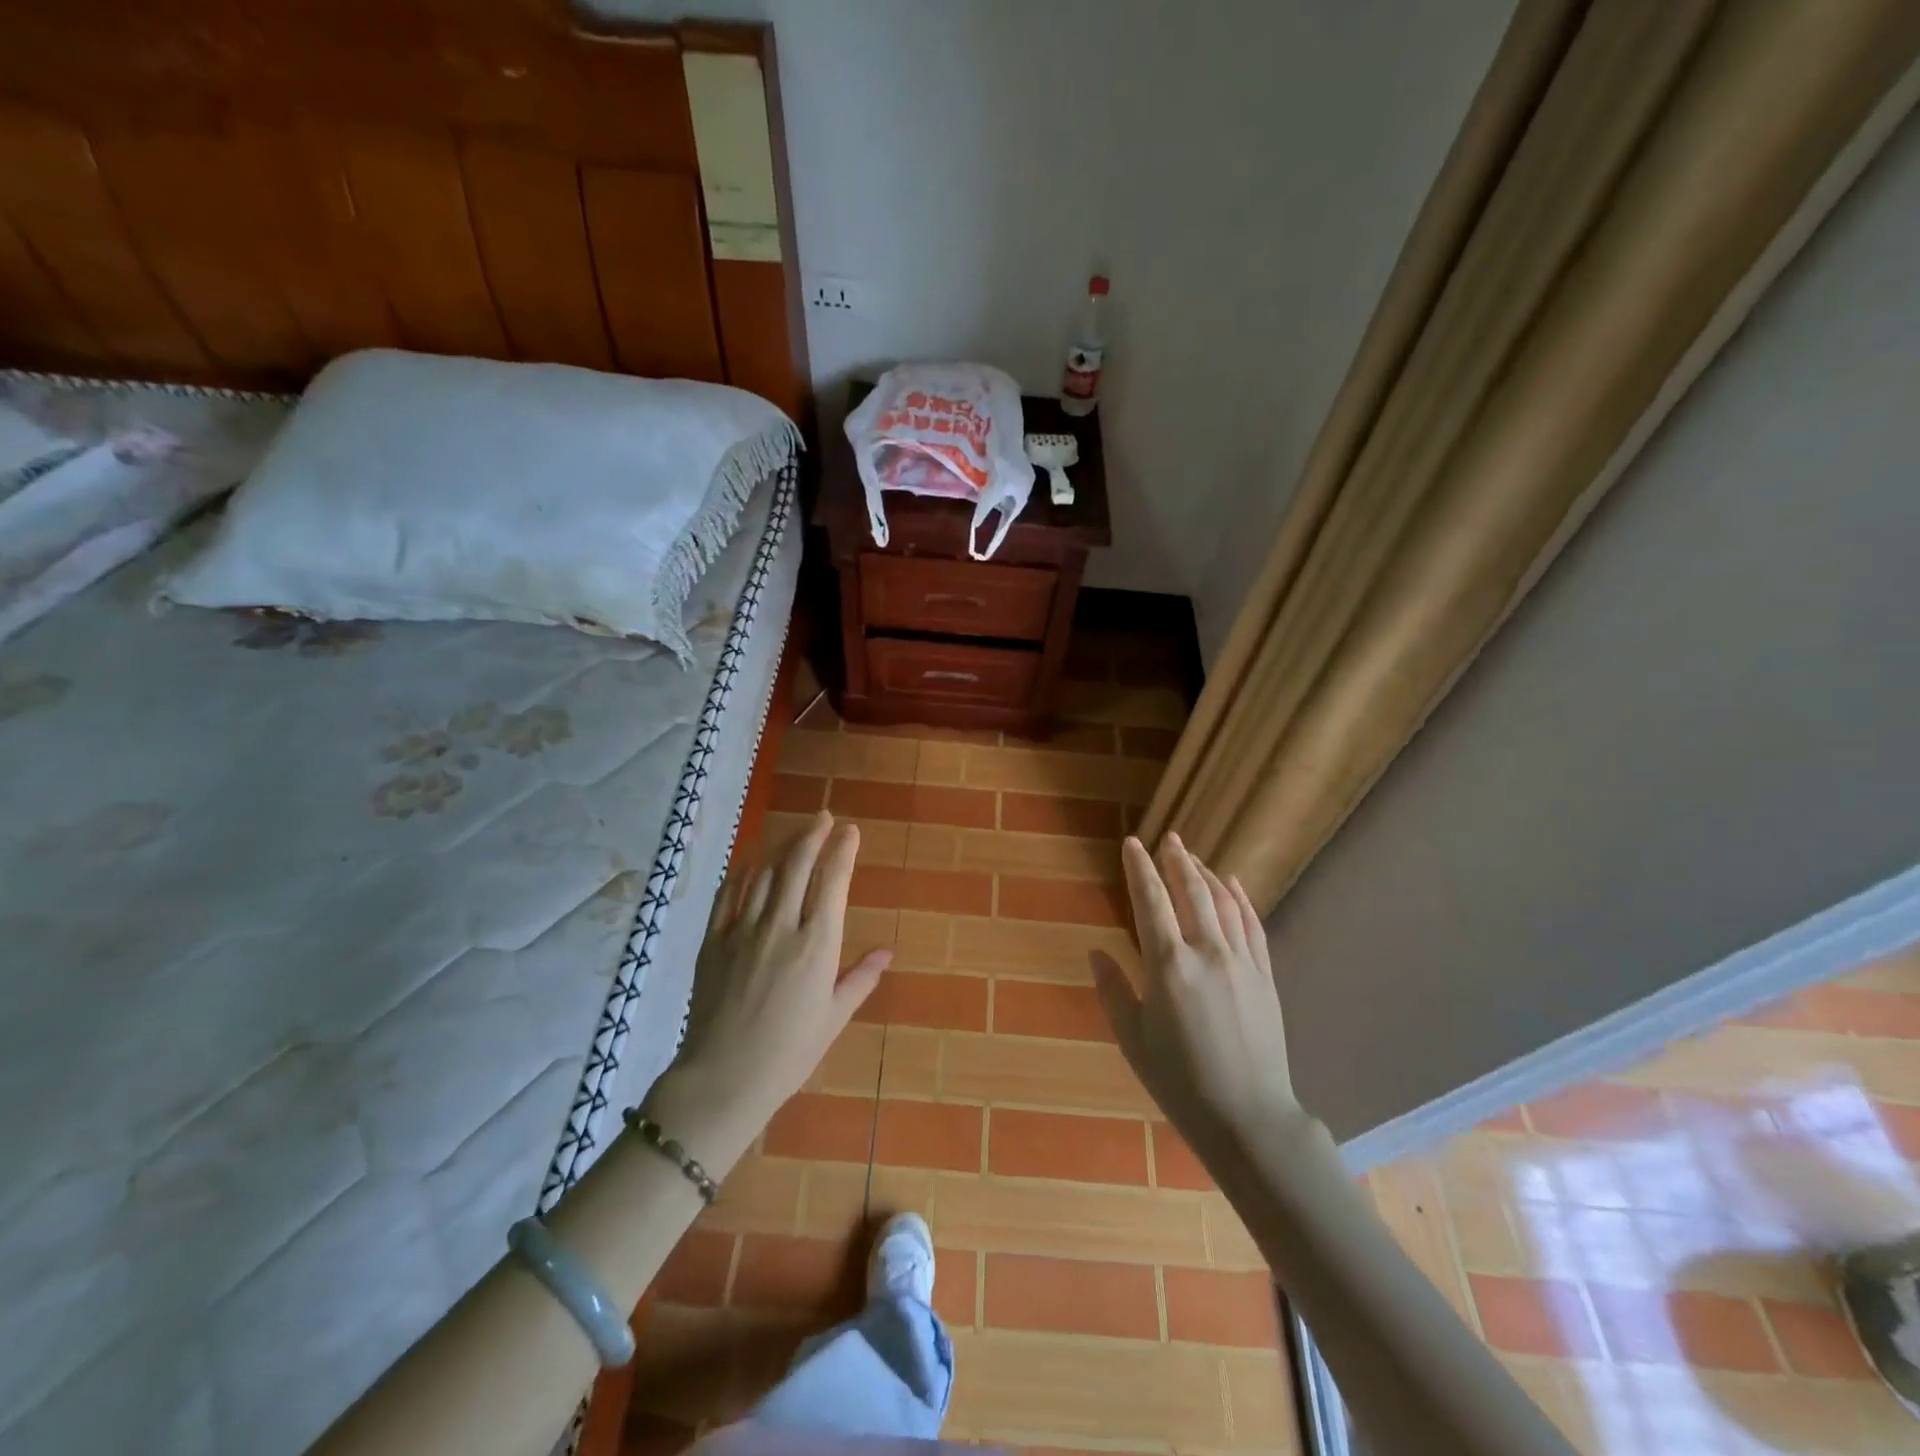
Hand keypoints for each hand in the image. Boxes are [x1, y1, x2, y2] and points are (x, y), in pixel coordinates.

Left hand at [648, 812, 887, 1172]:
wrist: (723, 1078)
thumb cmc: (789, 1053)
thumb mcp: (833, 1017)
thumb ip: (860, 978)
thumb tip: (886, 952)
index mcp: (817, 945)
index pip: (832, 882)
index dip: (843, 850)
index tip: (850, 831)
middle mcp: (781, 927)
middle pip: (797, 865)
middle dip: (813, 835)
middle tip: (824, 817)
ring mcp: (742, 930)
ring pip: (764, 873)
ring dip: (782, 848)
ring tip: (795, 836)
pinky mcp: (713, 940)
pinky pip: (728, 894)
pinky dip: (742, 872)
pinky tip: (751, 863)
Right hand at [1092, 834, 1303, 1161]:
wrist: (1249, 1118)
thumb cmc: (1180, 1082)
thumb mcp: (1133, 1039)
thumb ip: (1113, 990)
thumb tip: (1096, 951)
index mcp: (1169, 966)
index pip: (1150, 901)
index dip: (1139, 868)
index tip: (1132, 843)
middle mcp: (1207, 953)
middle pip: (1191, 891)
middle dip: (1176, 860)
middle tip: (1168, 838)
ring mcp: (1241, 962)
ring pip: (1223, 902)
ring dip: (1206, 873)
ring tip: (1192, 855)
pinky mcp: (1265, 976)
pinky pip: (1252, 925)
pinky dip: (1240, 899)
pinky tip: (1232, 885)